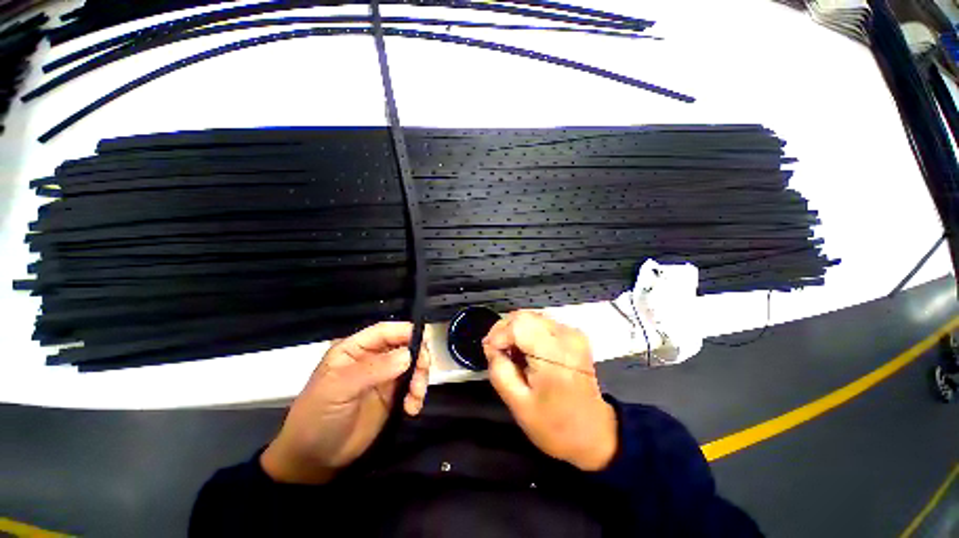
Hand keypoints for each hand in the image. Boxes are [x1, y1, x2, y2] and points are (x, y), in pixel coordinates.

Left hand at [261, 322, 430, 483]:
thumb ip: (372, 370)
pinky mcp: (393, 394)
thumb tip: (408, 355)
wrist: (314, 460)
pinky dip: (417, 394)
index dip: (405, 332)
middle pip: (405, 345)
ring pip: (413, 364)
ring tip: (414, 398)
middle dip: (418, 358)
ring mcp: (384, 375)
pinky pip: (413, 385)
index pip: (385, 331)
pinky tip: (411, 409)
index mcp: (355, 348)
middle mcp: (373, 357)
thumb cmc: (318, 417)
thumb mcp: (338, 390)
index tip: (423, 344)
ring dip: (420, 378)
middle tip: (421, 376)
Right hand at [482, 311, 616, 470]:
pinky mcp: (574, 334)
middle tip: (496, 351)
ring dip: (515, 330)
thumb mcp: (518, 404)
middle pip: (524, 316)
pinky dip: (528, 331)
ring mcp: (573, 333)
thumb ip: (499, 370)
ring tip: (510, 352)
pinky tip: (525, 350)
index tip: (490, 351)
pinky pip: (542, 322)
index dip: (498, 334)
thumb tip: (490, 346)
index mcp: (554, 356)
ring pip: (531, 316)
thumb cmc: (555, 425)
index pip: (518, 325)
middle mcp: (566, 337)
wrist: (594, 433)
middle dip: (504, 330)